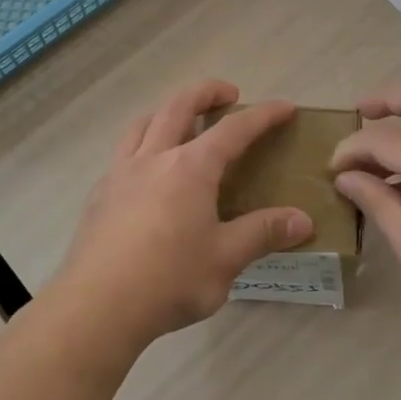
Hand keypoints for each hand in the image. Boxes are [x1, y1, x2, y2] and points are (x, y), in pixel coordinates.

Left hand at [58, 80, 313, 345]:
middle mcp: (154, 158)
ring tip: (181, 119)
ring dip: (167, 110)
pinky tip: (147, 172)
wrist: (97, 306)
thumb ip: (263, 233)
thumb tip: (303, 220)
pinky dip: (142, 144)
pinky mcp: (100, 194)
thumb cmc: (169, 279)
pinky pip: (123, 153)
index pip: (234, 129)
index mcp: (190, 168)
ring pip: (143, 123)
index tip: (285, 107)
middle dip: (207, 92)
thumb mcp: (225, 259)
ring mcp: (121, 173)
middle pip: (179, 106)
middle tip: (228, 94)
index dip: (263, 115)